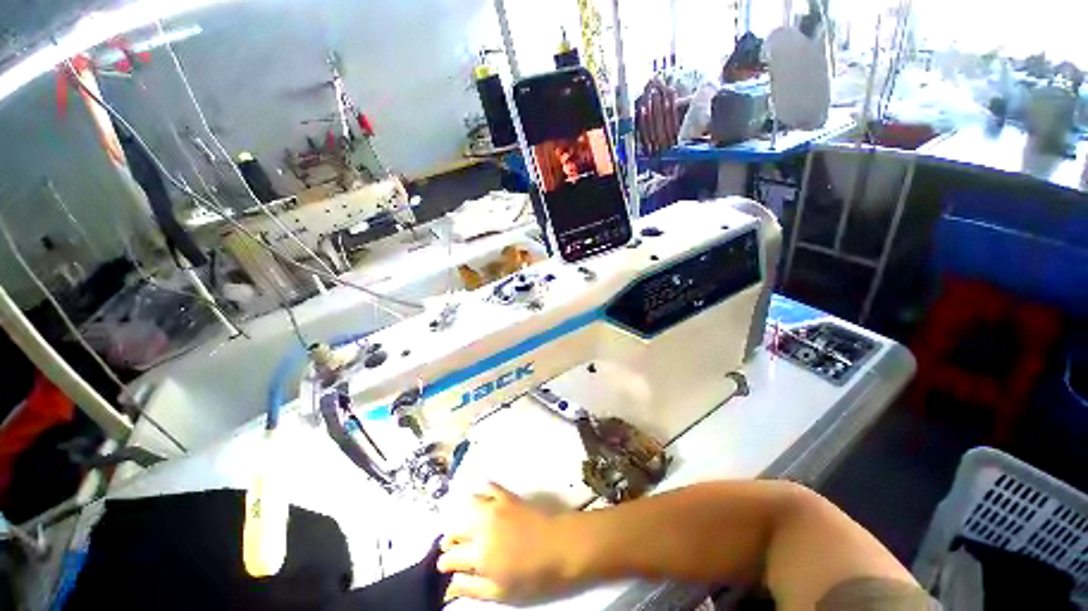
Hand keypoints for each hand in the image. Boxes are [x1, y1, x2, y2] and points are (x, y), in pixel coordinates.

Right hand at [438, 483, 575, 602]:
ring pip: (467, 506)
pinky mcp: (507, 496)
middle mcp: (482, 528)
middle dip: (450, 540)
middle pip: (455, 530)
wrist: (559, 545)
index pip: (450, 557)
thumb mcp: (501, 592)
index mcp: (479, 555)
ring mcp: (494, 508)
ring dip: (462, 516)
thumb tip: (449, 588)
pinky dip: (481, 491)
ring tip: (466, 524)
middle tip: (453, 547)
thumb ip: (472, 589)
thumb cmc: (532, 575)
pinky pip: (488, 487)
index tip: (445, 566)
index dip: (444, 563)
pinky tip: (482, 498)